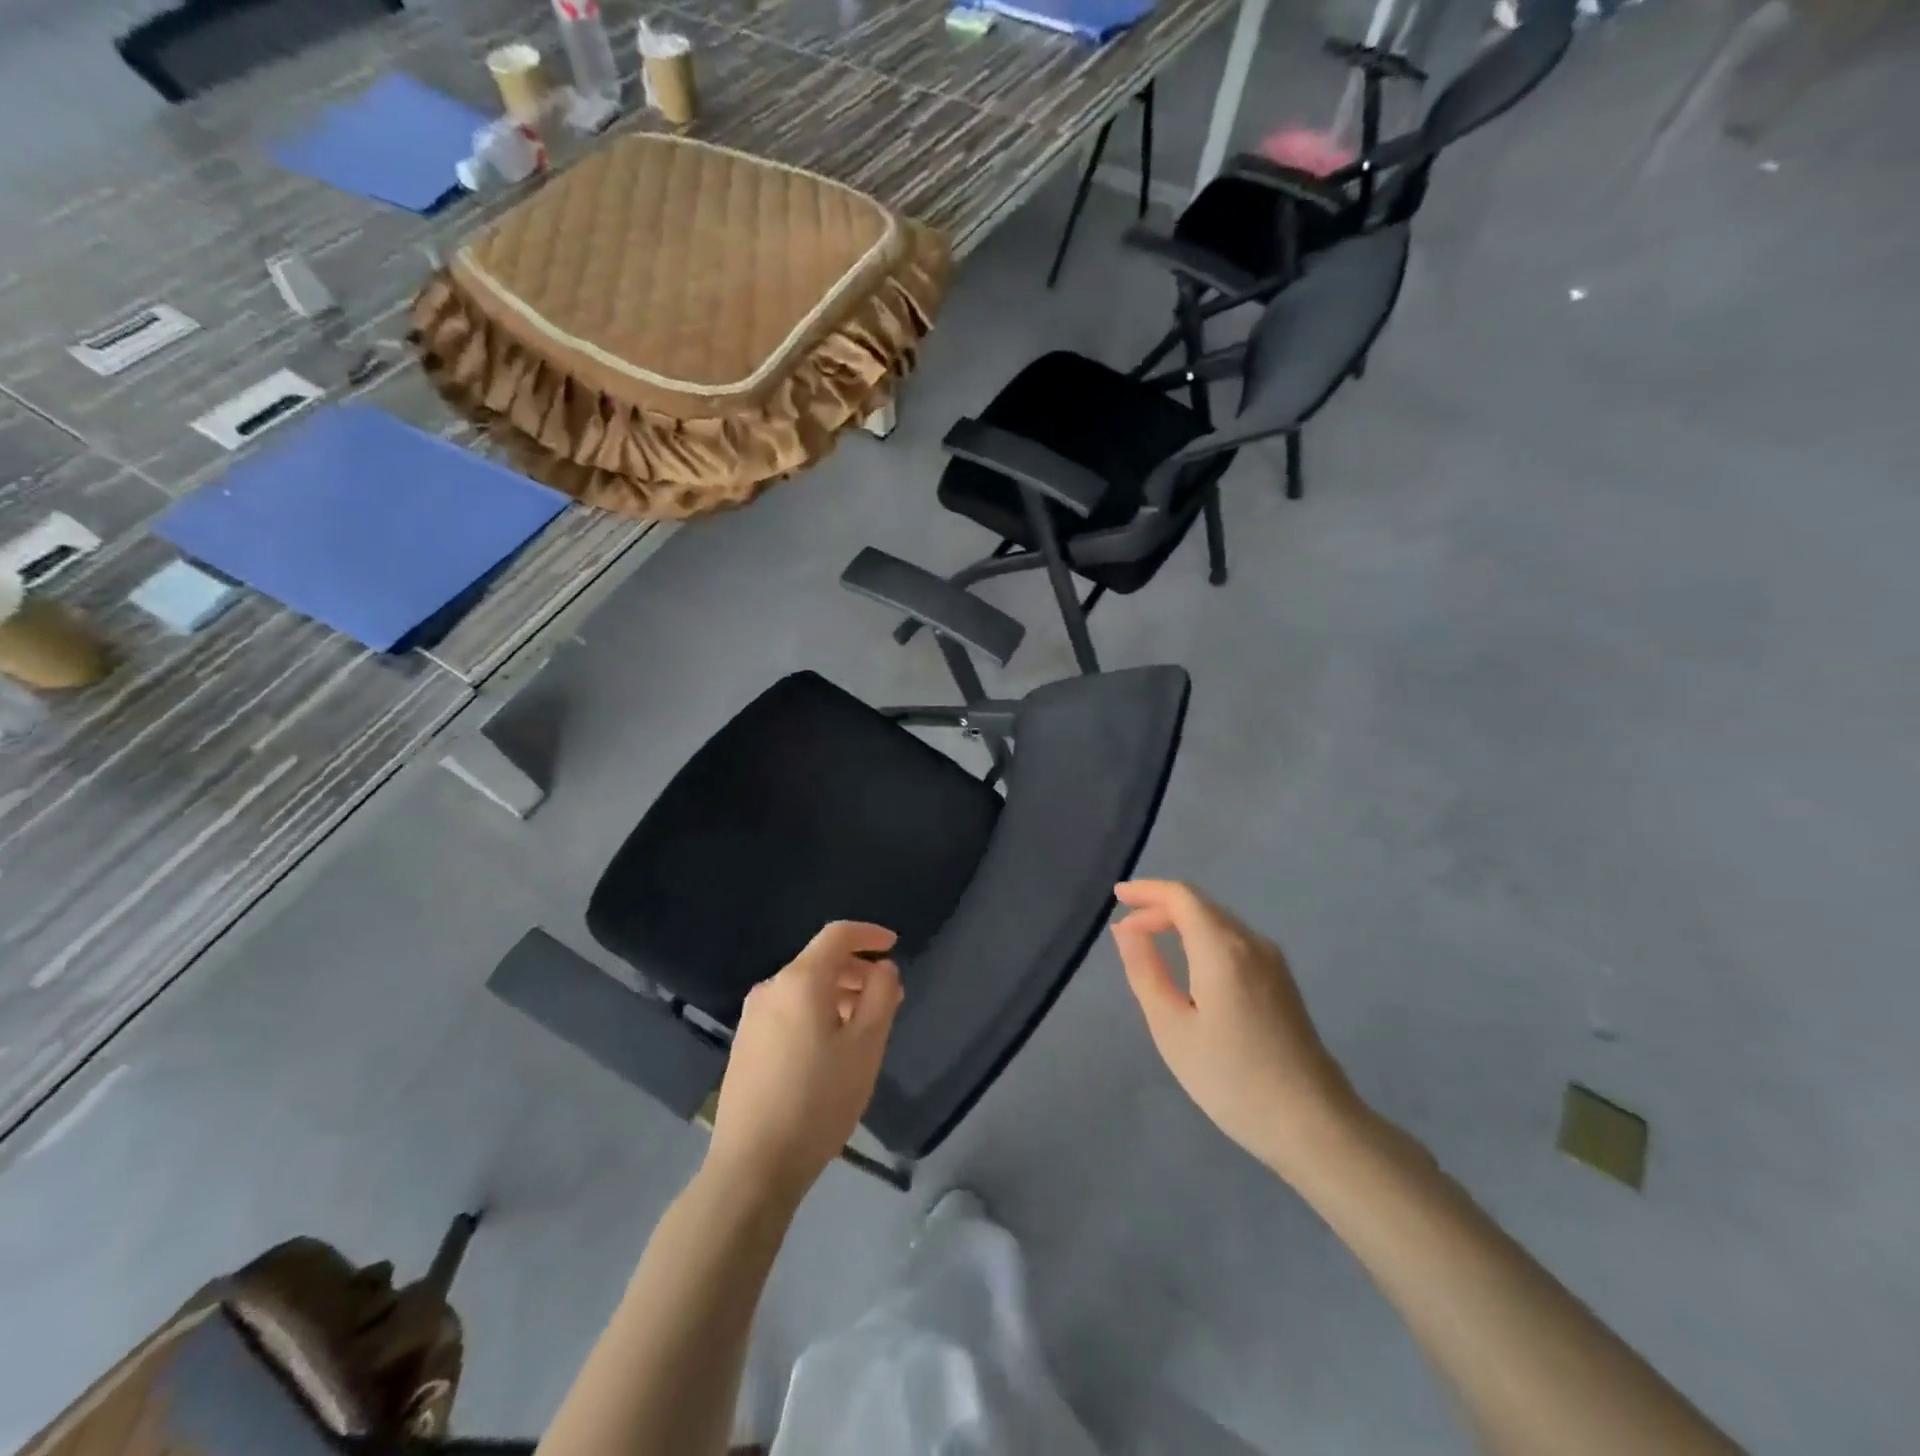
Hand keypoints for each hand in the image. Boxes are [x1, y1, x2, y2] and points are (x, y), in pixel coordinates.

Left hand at [705, 922, 904, 1202]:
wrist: (753, 1166)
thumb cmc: (818, 1100)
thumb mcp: (866, 1046)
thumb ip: (881, 995)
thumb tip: (882, 967)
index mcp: (800, 980)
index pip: (837, 935)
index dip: (869, 934)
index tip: (893, 946)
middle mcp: (771, 988)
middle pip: (820, 962)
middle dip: (857, 971)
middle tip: (888, 997)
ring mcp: (752, 1018)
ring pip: (804, 989)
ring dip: (838, 995)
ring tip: (864, 1026)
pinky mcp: (745, 1045)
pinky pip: (788, 1011)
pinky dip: (816, 1013)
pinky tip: (830, 1048)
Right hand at [1113, 880, 1363, 1177]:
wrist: (1314, 1124)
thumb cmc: (1231, 1079)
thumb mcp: (1172, 1028)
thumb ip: (1146, 971)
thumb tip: (1126, 930)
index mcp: (1222, 948)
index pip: (1181, 896)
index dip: (1146, 890)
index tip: (1117, 897)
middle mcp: (1251, 943)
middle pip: (1201, 905)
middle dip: (1159, 908)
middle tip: (1126, 930)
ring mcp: (1273, 961)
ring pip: (1219, 923)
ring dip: (1182, 923)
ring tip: (1150, 943)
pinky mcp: (1282, 981)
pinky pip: (1235, 941)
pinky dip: (1203, 939)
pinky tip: (1189, 965)